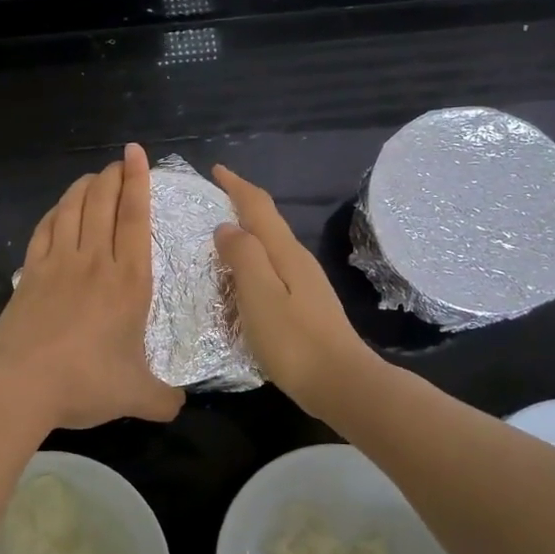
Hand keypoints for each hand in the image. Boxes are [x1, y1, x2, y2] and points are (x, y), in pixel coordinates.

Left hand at [0, 144, 184, 430]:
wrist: (20, 385)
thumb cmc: (86, 383)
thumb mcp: (137, 396)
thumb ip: (164, 399)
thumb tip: (179, 406)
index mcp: (129, 281)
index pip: (135, 218)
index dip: (138, 182)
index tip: (136, 155)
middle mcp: (95, 261)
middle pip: (103, 203)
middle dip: (114, 176)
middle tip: (119, 162)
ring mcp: (58, 263)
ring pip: (73, 209)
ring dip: (84, 187)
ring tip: (93, 177)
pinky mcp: (30, 272)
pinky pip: (45, 229)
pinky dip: (55, 211)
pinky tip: (59, 208)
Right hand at [212, 165, 376, 410]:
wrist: (341, 383)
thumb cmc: (294, 340)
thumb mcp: (259, 294)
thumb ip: (242, 256)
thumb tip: (227, 226)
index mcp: (285, 252)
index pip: (259, 207)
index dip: (237, 186)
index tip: (216, 170)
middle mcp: (298, 260)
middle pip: (268, 223)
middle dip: (242, 205)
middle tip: (213, 201)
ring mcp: (306, 284)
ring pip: (272, 247)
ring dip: (248, 235)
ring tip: (220, 238)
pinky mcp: (306, 306)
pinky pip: (274, 270)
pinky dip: (255, 262)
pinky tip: (243, 280)